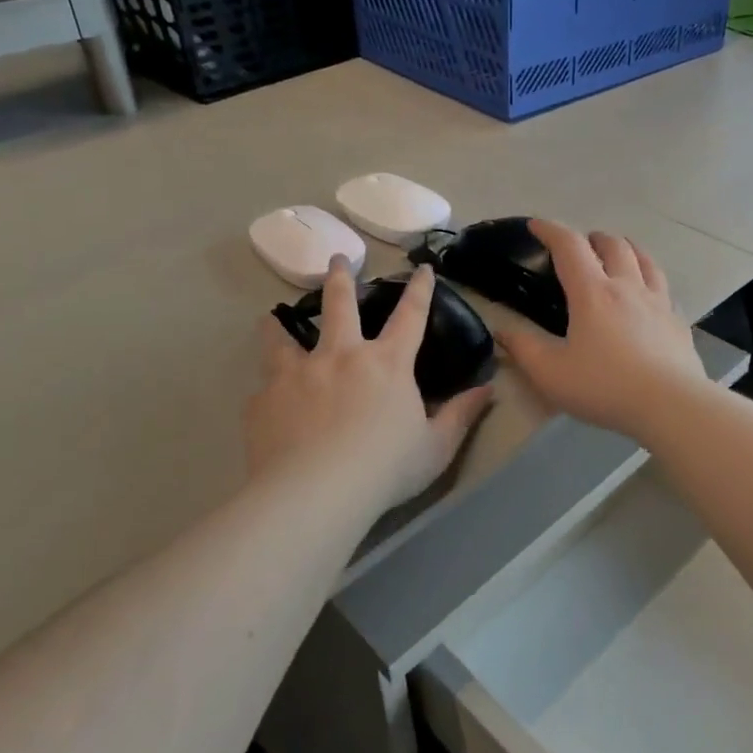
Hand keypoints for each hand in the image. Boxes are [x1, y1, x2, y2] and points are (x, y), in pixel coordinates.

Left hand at [246, 261, 493, 512]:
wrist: (316, 493)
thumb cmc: (385, 469)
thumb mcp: (436, 448)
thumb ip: (460, 415)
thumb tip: (487, 389)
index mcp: (387, 364)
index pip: (410, 316)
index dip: (420, 290)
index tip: (422, 268)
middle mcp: (341, 356)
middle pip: (340, 305)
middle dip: (340, 278)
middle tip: (335, 259)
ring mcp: (299, 373)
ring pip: (284, 337)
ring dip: (279, 324)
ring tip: (270, 318)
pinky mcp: (266, 398)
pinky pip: (266, 386)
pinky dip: (268, 387)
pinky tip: (265, 399)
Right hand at [496, 220, 703, 440]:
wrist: (671, 405)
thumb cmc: (604, 387)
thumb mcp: (551, 374)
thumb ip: (523, 349)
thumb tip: (502, 331)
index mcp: (592, 293)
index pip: (570, 246)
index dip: (551, 230)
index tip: (536, 225)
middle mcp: (627, 287)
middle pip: (613, 244)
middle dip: (593, 237)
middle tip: (582, 245)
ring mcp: (658, 302)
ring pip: (644, 259)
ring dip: (627, 248)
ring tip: (618, 254)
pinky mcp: (678, 321)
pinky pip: (663, 288)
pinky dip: (650, 279)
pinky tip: (649, 295)